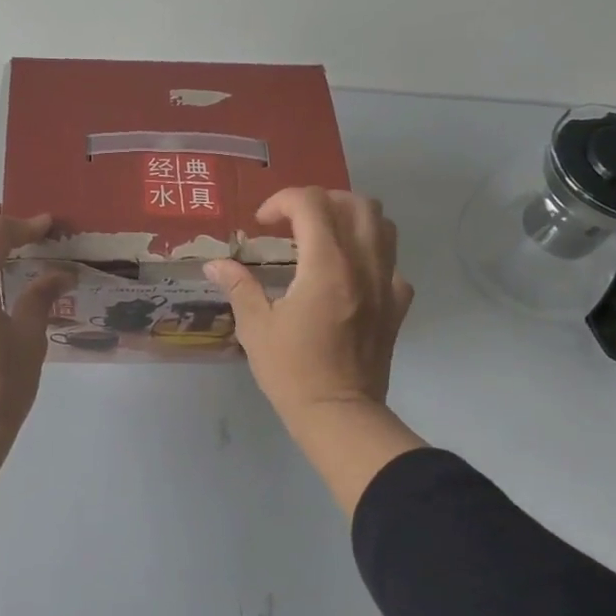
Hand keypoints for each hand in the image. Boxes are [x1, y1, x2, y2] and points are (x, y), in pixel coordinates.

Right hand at [205, 188, 425, 516]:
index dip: (282, 201)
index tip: (262, 223)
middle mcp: (363, 264)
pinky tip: (348, 275)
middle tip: (294, 222)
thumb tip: (216, 264)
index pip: (312, 203)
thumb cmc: (292, 371)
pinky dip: (370, 255)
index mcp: (326, 265)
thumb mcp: (256, 327)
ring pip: (383, 225)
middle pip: (356, 203)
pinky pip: (392, 262)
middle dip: (321, 201)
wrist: (339, 414)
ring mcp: (387, 283)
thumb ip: (239, 287)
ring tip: (324, 238)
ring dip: (351, 219)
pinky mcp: (398, 305)